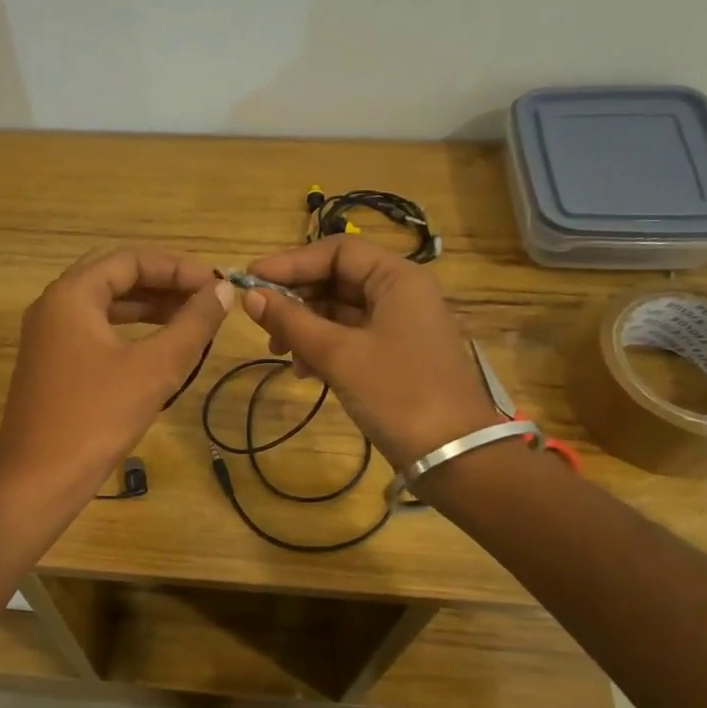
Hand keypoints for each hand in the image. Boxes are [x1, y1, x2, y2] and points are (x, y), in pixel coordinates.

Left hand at [0, 247, 233, 506]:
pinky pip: (95, 331)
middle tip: (204, 298)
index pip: (129, 260)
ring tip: (191, 319)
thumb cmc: (97, 417)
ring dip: (147, 307)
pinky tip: (158, 347)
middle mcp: (53, 306)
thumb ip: (192, 324)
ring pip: (104, 305)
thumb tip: (222, 291)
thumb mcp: (155, 368)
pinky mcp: (51, 364)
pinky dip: (129, 330)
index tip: (215, 286)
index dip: (177, 267)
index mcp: (71, 295)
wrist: (39, 479)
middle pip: (114, 276)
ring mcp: (48, 336)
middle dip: (162, 283)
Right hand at [241, 238, 501, 468]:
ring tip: (281, 353)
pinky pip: (351, 337)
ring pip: (341, 311)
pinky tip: (305, 372)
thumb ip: (292, 321)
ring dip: (306, 327)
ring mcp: (400, 326)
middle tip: (262, 323)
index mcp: (398, 279)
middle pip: (338, 279)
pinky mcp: (396, 356)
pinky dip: (324, 348)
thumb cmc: (398, 394)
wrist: (455, 455)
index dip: (291, 262)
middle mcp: (402, 294)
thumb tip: (250, 297)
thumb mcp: (339, 355)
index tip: (251, 281)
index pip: (337, 252)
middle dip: (297, 299)